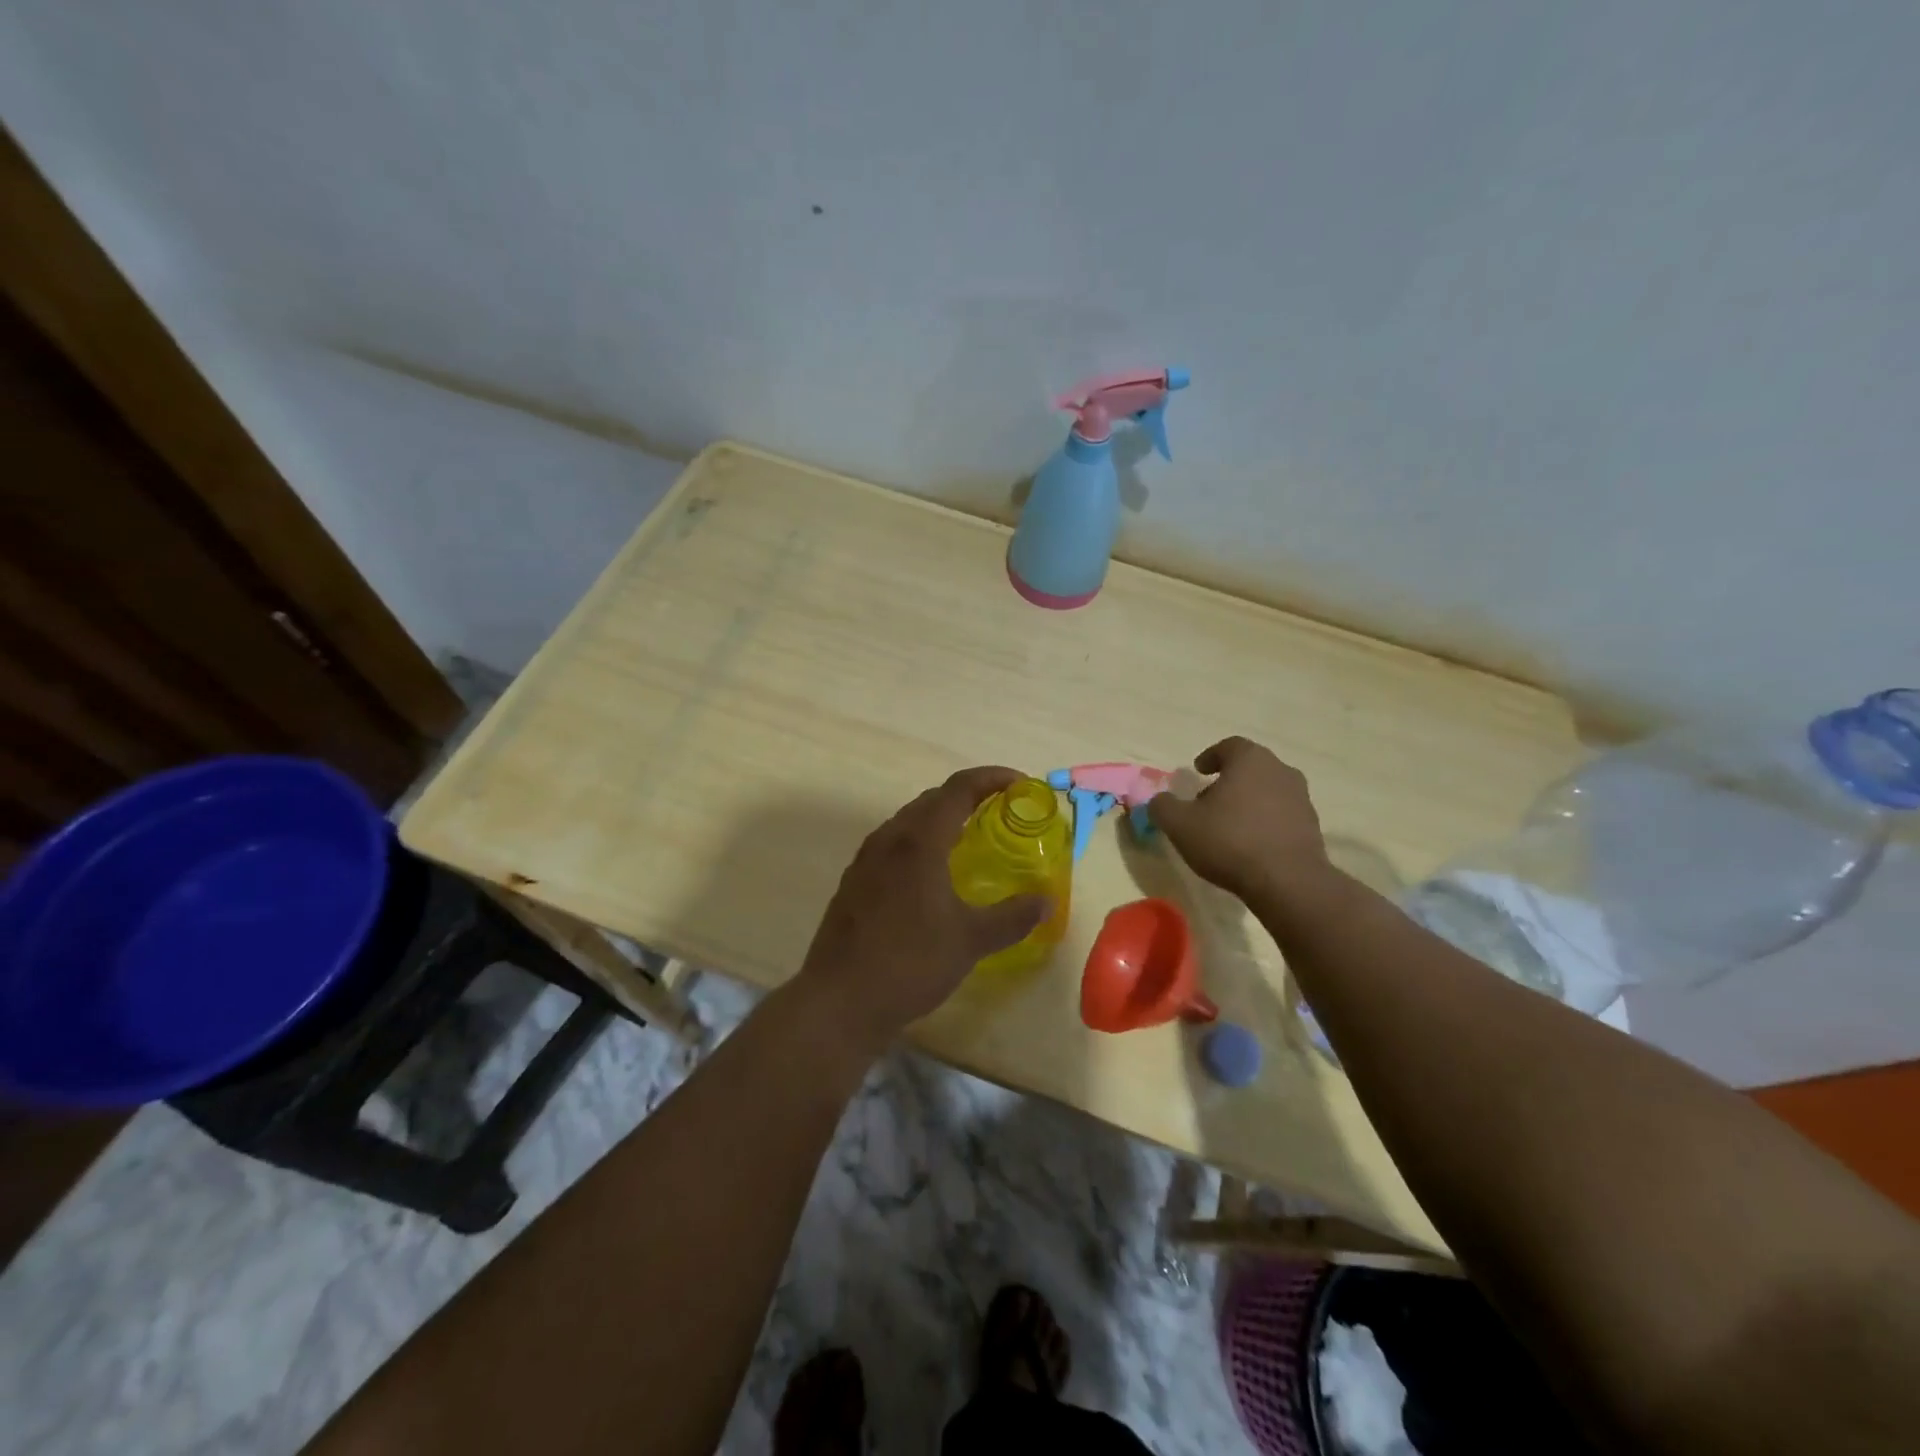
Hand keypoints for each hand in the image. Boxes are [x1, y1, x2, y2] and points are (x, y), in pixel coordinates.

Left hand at [796, 767, 1047, 1054]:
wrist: (839, 1000)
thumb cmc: (909, 963)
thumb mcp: (970, 941)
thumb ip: (1012, 917)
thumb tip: (1047, 901)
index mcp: (919, 841)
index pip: (959, 788)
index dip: (992, 778)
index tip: (1021, 785)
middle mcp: (889, 838)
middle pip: (933, 799)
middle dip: (969, 796)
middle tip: (1001, 810)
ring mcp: (866, 859)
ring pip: (909, 820)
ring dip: (942, 818)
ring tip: (970, 837)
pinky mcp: (854, 880)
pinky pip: (893, 843)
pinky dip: (921, 841)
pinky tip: (932, 872)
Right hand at [1148, 737, 1328, 902]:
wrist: (1287, 882)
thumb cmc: (1229, 841)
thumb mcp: (1180, 824)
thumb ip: (1163, 807)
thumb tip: (1159, 801)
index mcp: (1250, 760)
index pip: (1229, 746)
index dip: (1211, 756)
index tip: (1198, 771)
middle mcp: (1281, 771)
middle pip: (1251, 768)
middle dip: (1228, 780)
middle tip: (1208, 800)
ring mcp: (1301, 799)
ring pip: (1268, 791)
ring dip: (1248, 802)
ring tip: (1228, 826)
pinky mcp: (1312, 827)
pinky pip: (1281, 815)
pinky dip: (1264, 822)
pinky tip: (1249, 844)